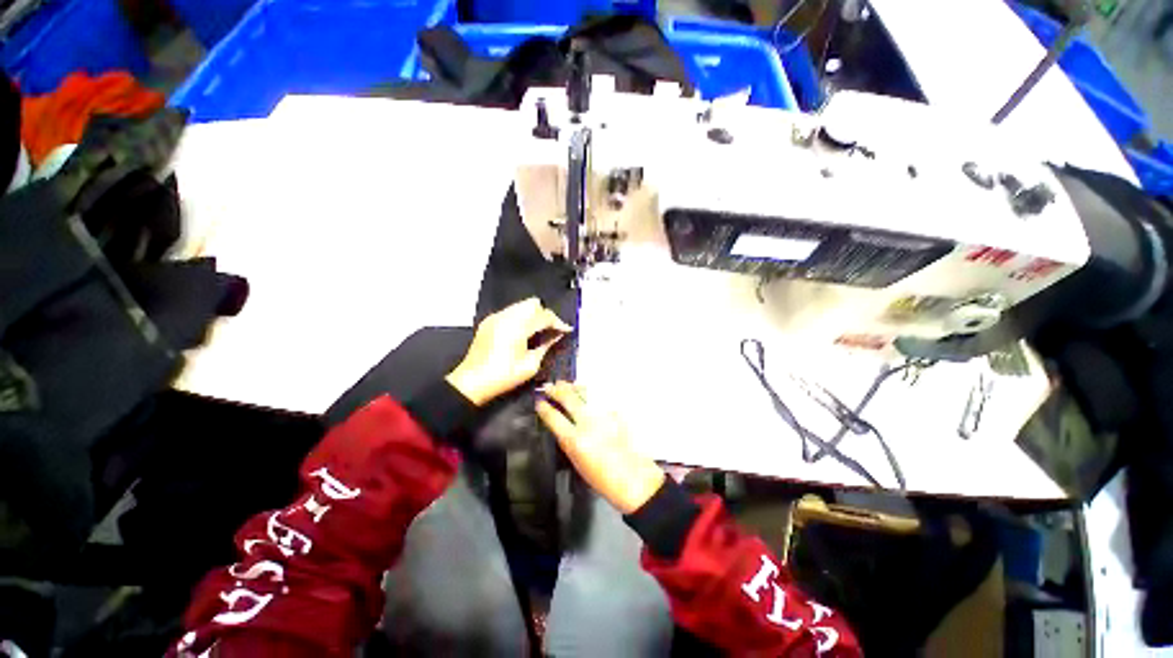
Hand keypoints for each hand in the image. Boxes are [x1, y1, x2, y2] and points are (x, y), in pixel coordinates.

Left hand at [446, 298, 570, 405]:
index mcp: (517, 327)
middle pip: (533, 303)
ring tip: (539, 331)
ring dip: (533, 315)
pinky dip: (521, 317)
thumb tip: (557, 336)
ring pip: (521, 305)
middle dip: (545, 314)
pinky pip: (510, 311)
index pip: (544, 316)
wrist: (472, 382)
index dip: (558, 322)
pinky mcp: (489, 321)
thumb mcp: (530, 365)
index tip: (566, 330)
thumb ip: (546, 346)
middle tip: (551, 329)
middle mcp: (506, 316)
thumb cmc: (503, 376)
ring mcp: (495, 317)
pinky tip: (523, 332)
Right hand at [535, 381, 664, 513]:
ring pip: (586, 394)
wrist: (635, 479)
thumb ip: (569, 443)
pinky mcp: (616, 413)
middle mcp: (588, 423)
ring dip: (574, 388)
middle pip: (569, 400)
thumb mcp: (578, 464)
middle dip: (557, 391)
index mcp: (575, 440)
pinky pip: (601, 399)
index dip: (544, 409)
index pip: (554, 418)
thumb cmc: (604, 479)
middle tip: (549, 386)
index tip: (539, 403)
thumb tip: (563, 428)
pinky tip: (588, 392)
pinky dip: (592, 395)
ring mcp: (604, 415)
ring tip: (566, 384)